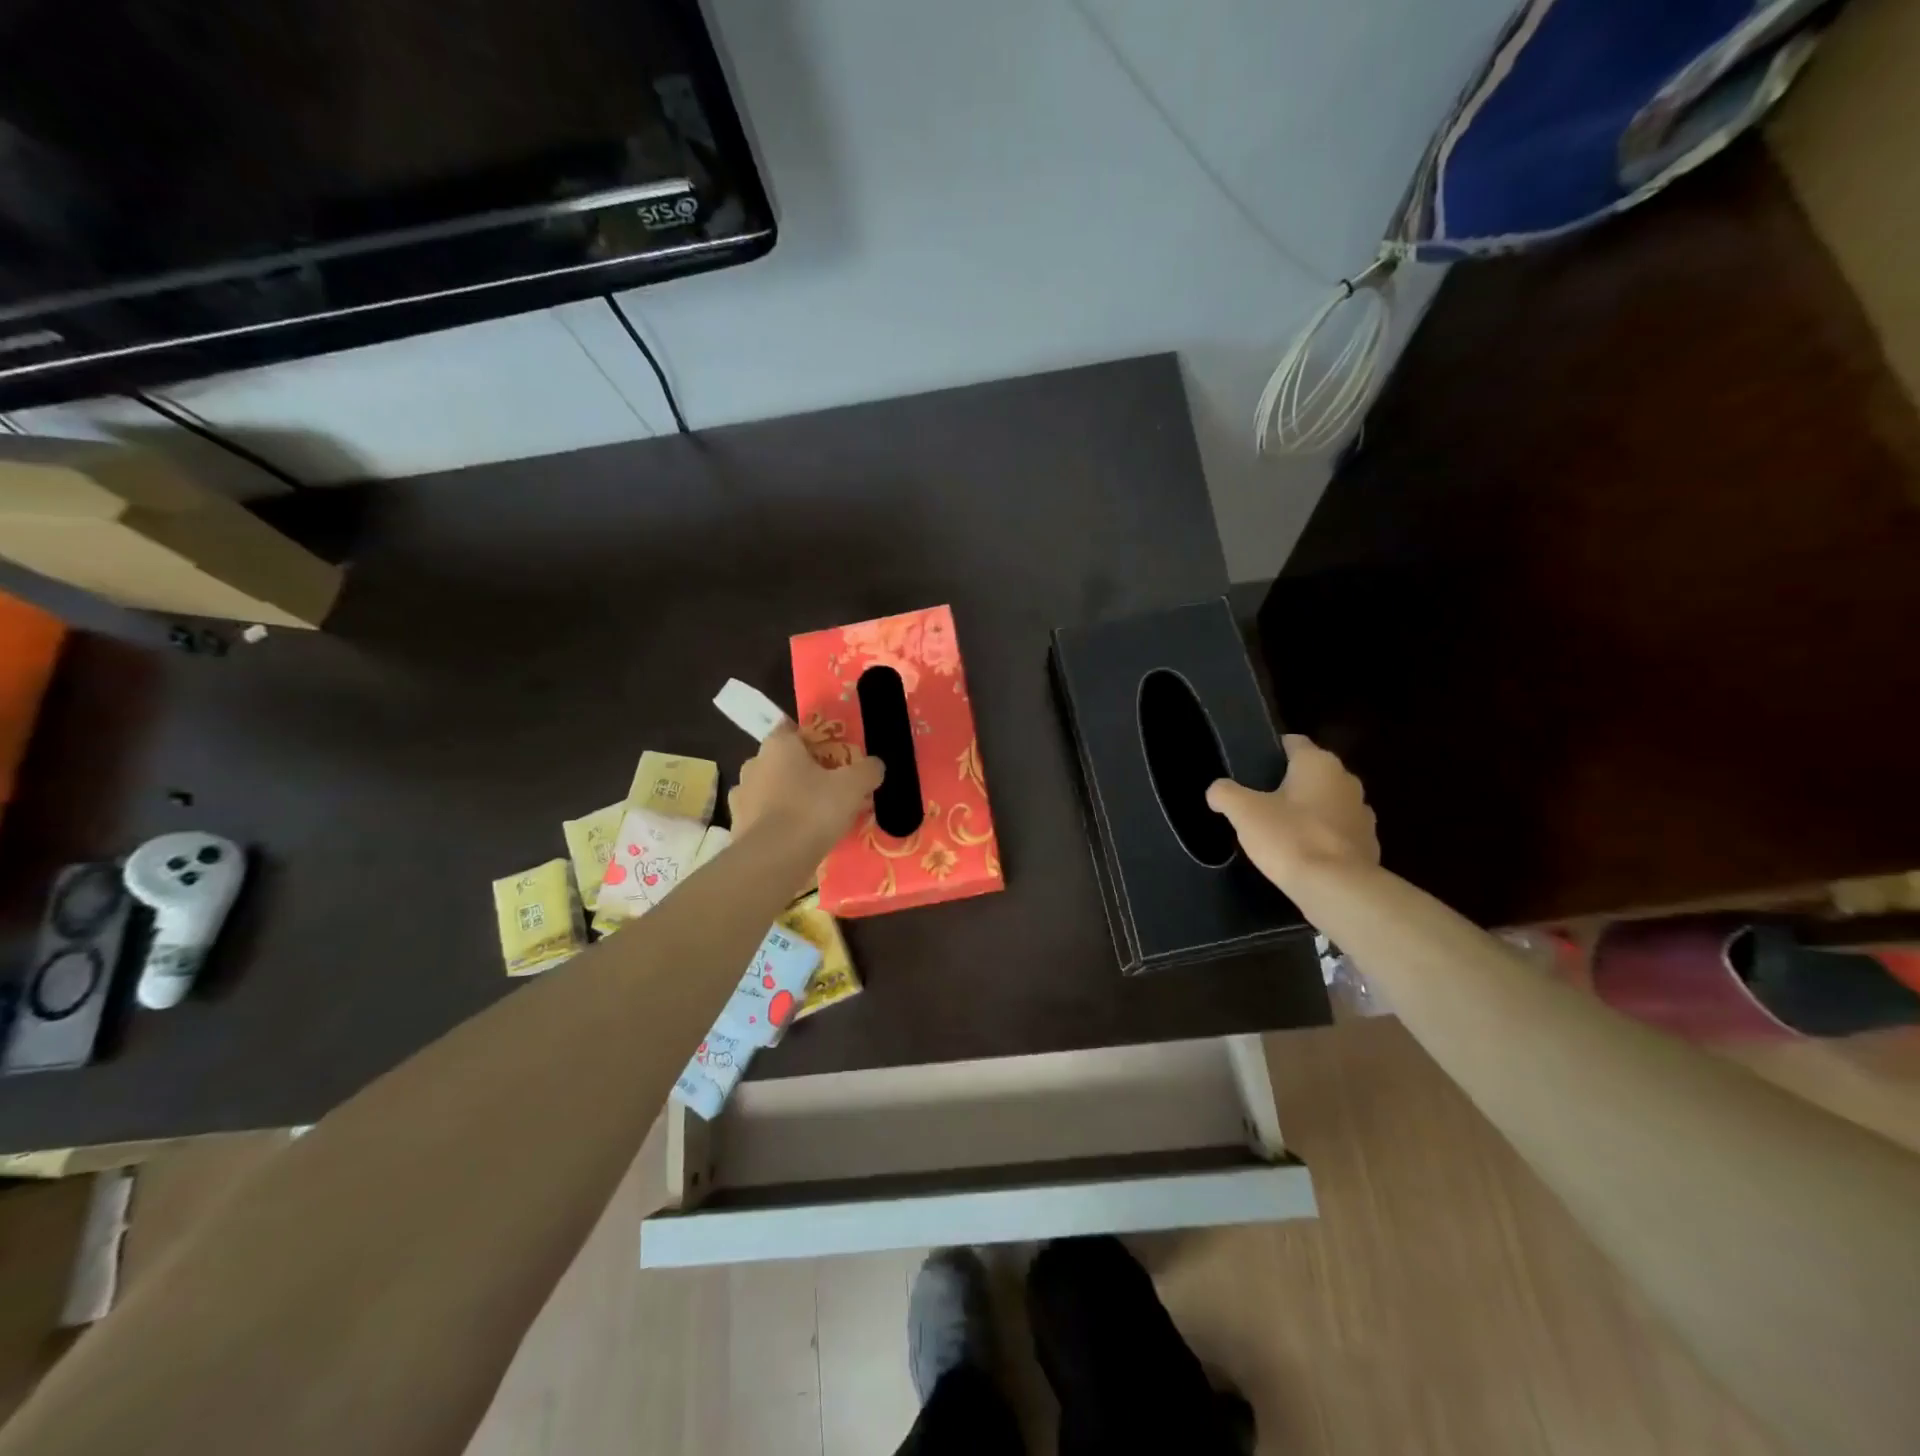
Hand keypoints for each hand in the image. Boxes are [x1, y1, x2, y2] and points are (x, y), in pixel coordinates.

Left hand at [729, 723, 883, 849]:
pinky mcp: (737, 827)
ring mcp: (741, 797)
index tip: (833, 754)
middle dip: (803, 771)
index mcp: (777, 745)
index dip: (814, 739)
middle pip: (782, 761)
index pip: (793, 729)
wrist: (772, 860)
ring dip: (788, 798)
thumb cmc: (812, 810)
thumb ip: (867, 770)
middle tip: (830, 787)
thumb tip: (875, 765)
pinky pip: (763, 818)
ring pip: (770, 790)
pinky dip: (778, 823)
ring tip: (815, 816)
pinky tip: (797, 837)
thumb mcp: (852, 786)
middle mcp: (753, 764)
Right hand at [1207, 734, 1378, 888]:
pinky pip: (1339, 832)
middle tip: (1261, 800)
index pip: (1294, 742)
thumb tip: (1217, 791)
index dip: (1272, 750)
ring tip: (1281, 829)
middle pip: (1312, 773)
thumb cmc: (1289, 838)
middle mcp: (1346, 780)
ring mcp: (1363, 813)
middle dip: (1290, 783)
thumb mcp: (1243, 812)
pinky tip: (1303, 853)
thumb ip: (1225, 793)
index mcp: (1318, 763)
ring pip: (1328, 802)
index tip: (1253, 766)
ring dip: (1309, 810)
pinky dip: (1323, 837)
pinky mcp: (1369, 844)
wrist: (1337, 888)